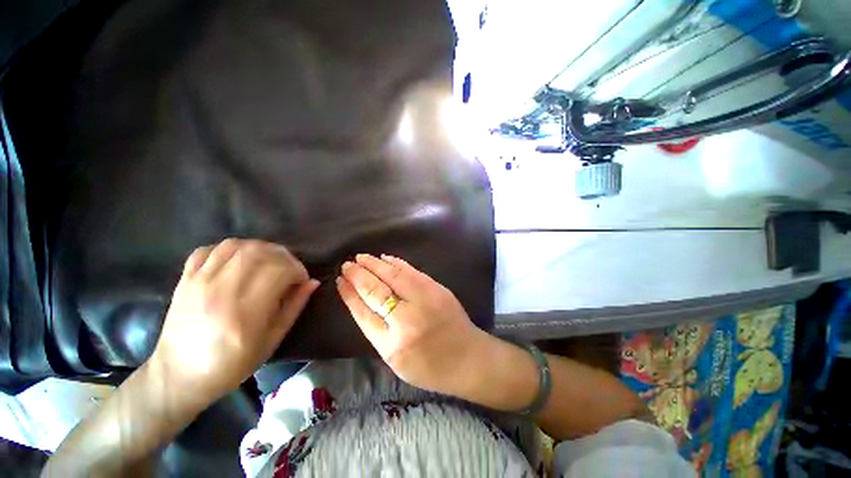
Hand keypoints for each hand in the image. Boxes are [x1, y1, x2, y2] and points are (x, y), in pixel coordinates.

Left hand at [149, 239, 318, 407]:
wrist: (179, 376)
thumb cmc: (232, 364)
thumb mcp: (272, 340)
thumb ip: (294, 307)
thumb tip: (312, 282)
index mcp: (246, 311)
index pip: (279, 270)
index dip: (297, 269)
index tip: (301, 279)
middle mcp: (222, 291)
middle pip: (259, 252)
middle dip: (283, 255)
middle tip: (289, 268)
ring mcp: (199, 282)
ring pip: (235, 245)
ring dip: (259, 248)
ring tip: (267, 262)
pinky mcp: (185, 280)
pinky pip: (209, 249)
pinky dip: (229, 249)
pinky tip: (238, 260)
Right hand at [336, 254, 487, 394]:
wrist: (468, 358)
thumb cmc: (430, 366)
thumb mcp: (396, 361)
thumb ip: (378, 333)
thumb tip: (362, 303)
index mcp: (391, 345)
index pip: (363, 313)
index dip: (350, 295)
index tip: (340, 281)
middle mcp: (405, 320)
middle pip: (376, 291)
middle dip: (359, 275)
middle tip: (347, 264)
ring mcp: (424, 300)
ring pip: (393, 277)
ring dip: (375, 265)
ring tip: (361, 257)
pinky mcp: (437, 289)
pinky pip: (412, 272)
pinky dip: (397, 263)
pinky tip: (386, 258)